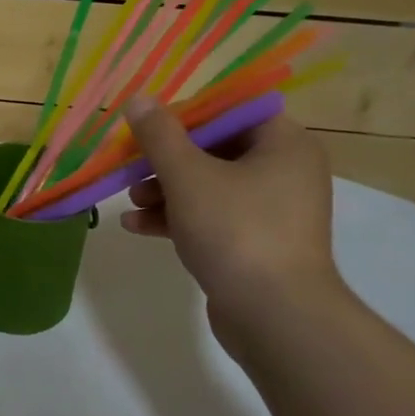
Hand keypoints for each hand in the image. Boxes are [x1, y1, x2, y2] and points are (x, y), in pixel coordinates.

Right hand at [120, 95, 340, 323]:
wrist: (275, 316)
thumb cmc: (236, 231)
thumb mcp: (188, 176)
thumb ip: (160, 135)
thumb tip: (138, 98)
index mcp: (283, 144)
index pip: (232, 109)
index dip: (187, 113)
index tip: (149, 125)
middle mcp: (284, 172)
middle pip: (215, 148)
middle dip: (167, 158)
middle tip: (132, 165)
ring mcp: (271, 211)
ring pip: (209, 186)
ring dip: (165, 190)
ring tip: (130, 200)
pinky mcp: (255, 244)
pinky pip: (212, 218)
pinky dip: (177, 218)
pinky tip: (137, 226)